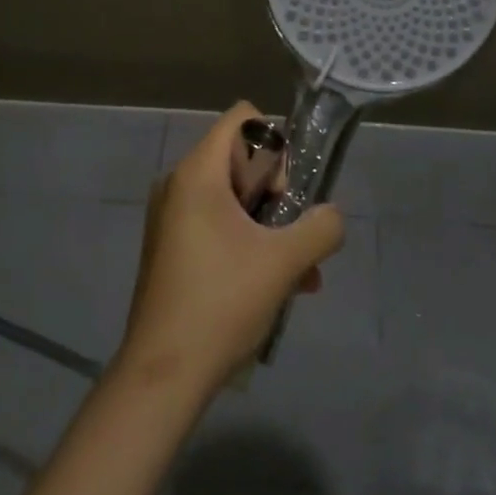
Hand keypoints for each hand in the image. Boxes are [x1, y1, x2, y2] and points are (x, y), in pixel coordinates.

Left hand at [118, 103, 344, 394]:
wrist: (162, 375)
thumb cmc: (221, 303)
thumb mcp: (284, 263)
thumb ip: (321, 228)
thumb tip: (332, 217)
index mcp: (198, 173)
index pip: (243, 118)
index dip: (274, 145)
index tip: (284, 192)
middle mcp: (179, 184)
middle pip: (241, 159)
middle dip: (278, 194)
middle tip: (291, 236)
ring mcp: (172, 218)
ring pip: (235, 199)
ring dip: (271, 228)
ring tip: (301, 275)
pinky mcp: (172, 248)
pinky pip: (219, 225)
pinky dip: (250, 244)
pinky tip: (279, 287)